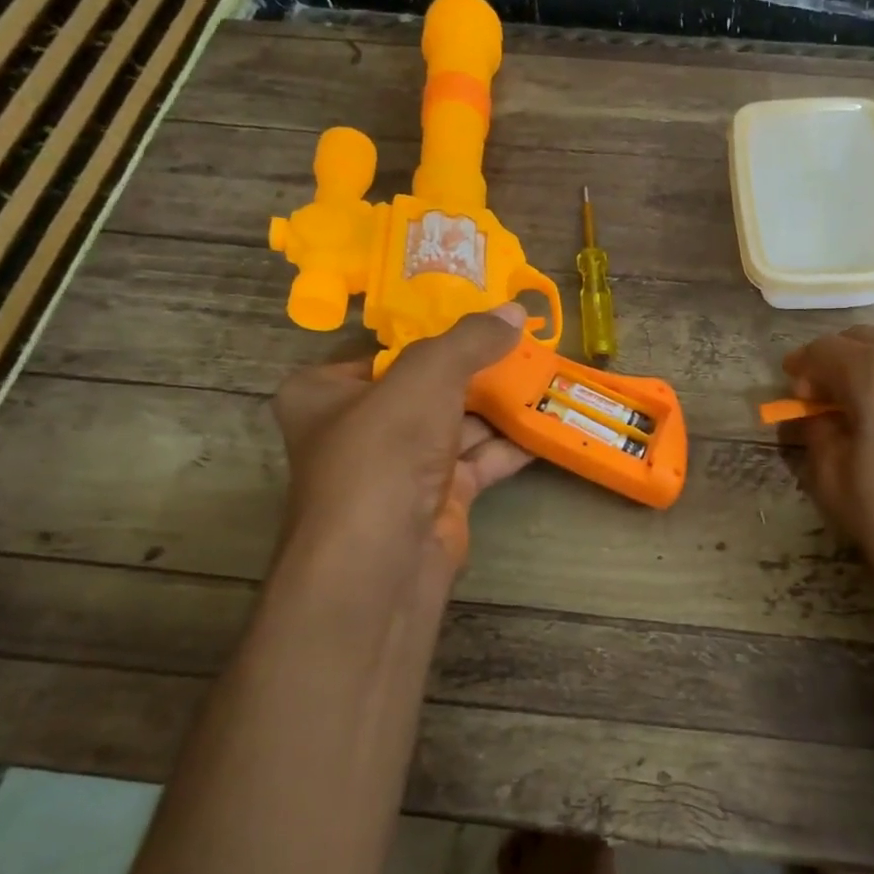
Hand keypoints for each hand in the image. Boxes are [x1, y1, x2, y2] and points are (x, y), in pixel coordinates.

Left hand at [271, 305, 532, 573]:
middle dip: (479, 369)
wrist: (383, 562)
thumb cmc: (383, 454)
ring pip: (457, 424)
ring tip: (547, 376)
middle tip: (526, 343)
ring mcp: (401, 467)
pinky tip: (546, 421)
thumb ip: (470, 341)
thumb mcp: (425, 378)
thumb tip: (515, 310)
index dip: (436, 332)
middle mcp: (360, 428)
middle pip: (428, 386)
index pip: (386, 350)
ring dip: (501, 406)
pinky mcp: (437, 498)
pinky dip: (510, 444)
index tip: (484, 315)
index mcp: (326, 392)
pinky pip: (478, 460)